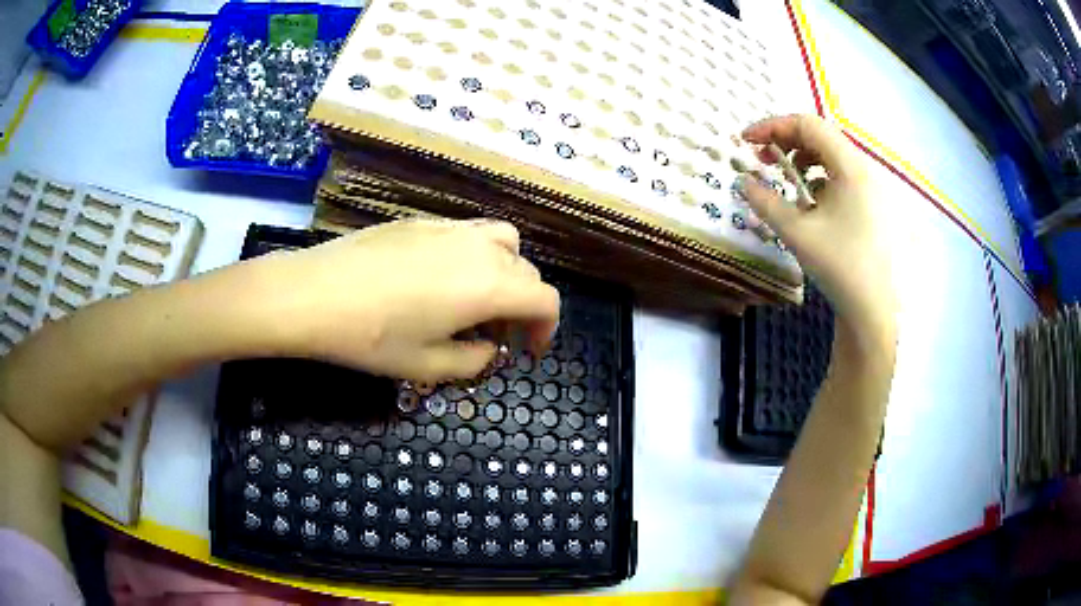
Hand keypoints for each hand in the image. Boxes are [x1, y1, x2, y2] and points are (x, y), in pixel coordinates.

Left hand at [244, 219, 559, 382]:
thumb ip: (474, 361)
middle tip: (497, 335)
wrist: (313, 295)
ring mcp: (449, 228)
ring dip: (505, 272)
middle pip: (526, 269)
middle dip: (523, 305)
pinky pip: (468, 233)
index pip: (545, 299)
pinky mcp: (422, 221)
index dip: (547, 328)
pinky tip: (440, 279)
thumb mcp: (428, 365)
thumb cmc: (372, 338)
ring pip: (502, 242)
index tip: (528, 351)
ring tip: (478, 299)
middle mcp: (478, 248)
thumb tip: (489, 350)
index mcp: (489, 285)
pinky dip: (475, 255)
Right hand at [739, 115, 895, 349]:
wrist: (874, 310)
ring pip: (832, 156)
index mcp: (850, 167)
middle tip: (761, 158)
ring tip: (785, 178)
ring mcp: (872, 187)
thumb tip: (743, 182)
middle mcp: (864, 169)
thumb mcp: (796, 232)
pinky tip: (810, 202)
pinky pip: (843, 176)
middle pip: (821, 136)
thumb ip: (765, 202)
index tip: (746, 141)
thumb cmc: (839, 266)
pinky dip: (820, 178)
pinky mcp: (873, 205)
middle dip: (786, 141)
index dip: (772, 126)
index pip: (807, 125)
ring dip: (803, 159)